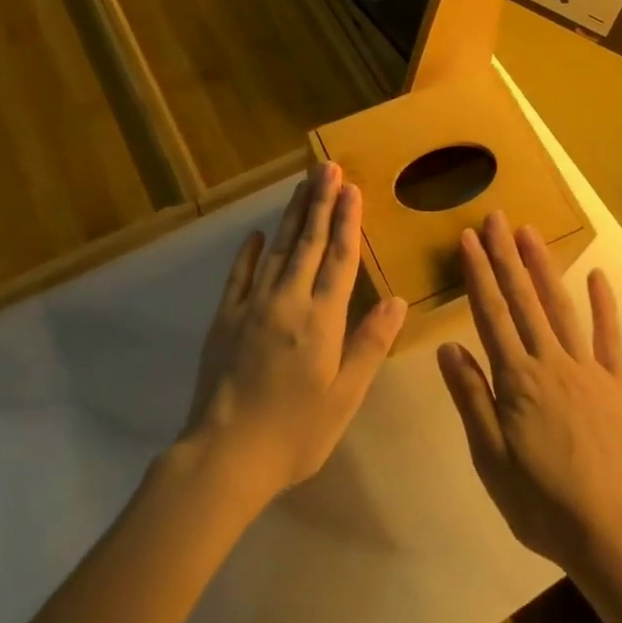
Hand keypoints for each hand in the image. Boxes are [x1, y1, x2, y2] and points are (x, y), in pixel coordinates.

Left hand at [179, 162, 407, 504]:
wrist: (225, 454)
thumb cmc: (295, 432)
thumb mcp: (344, 397)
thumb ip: (369, 345)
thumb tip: (397, 301)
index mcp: (321, 319)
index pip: (340, 259)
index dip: (348, 221)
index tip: (352, 188)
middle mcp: (288, 301)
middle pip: (309, 243)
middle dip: (321, 202)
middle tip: (327, 167)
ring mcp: (252, 306)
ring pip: (277, 249)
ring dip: (292, 216)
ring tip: (303, 186)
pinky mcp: (225, 318)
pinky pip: (239, 275)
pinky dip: (249, 252)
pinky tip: (257, 234)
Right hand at [438, 211, 621, 570]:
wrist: (610, 533)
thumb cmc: (540, 502)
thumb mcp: (490, 459)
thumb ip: (471, 398)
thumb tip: (447, 346)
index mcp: (517, 380)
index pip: (491, 314)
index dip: (478, 274)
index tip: (467, 239)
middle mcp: (551, 362)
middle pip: (524, 300)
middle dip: (506, 256)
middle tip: (496, 218)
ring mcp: (587, 369)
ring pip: (561, 307)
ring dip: (544, 267)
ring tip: (530, 233)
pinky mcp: (616, 384)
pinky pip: (609, 336)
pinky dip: (604, 304)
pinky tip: (597, 275)